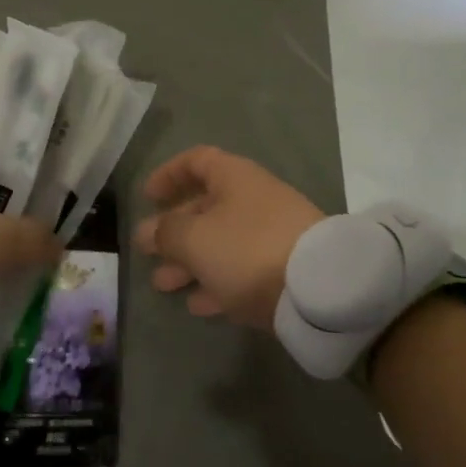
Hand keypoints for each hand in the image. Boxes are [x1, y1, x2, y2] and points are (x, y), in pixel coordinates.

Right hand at [136, 146, 324, 327]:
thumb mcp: (194, 238)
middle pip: (207, 207)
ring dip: (189, 262)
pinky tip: (198, 304)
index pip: (196, 161)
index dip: (169, 174)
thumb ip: (166, 233)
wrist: (318, 288)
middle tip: (147, 251)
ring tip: (163, 284)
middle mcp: (254, 200)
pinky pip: (241, 271)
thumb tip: (148, 231)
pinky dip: (217, 283)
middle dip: (174, 230)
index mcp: (234, 178)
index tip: (147, 197)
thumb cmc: (246, 248)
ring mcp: (272, 235)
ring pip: (221, 243)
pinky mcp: (284, 269)